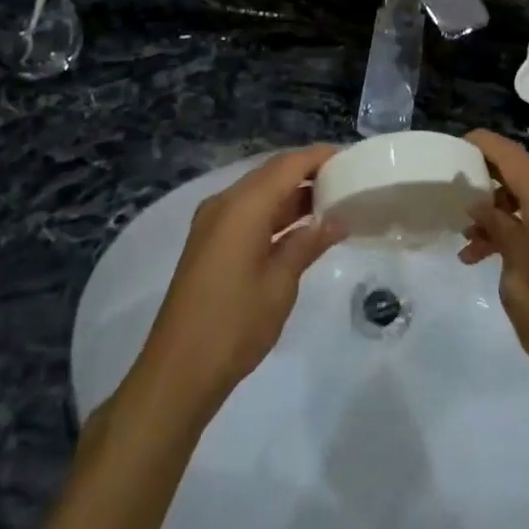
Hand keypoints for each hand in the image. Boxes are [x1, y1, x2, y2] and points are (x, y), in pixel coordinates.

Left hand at [136, 147, 345, 412]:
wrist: (178, 372)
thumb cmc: (234, 324)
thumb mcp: (280, 283)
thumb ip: (308, 244)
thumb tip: (336, 220)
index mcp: (242, 206)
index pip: (288, 165)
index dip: (319, 157)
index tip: (350, 157)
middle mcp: (224, 203)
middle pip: (271, 173)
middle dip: (307, 173)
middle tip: (345, 180)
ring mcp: (212, 223)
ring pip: (259, 193)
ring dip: (291, 194)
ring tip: (331, 202)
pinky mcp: (209, 243)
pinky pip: (247, 212)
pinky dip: (274, 213)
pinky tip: (300, 229)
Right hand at [460, 131, 528, 418]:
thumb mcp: (519, 285)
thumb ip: (501, 235)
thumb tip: (484, 206)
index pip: (512, 156)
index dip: (483, 145)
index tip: (454, 148)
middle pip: (523, 178)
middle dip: (488, 190)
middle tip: (455, 212)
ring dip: (504, 217)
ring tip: (470, 249)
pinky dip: (525, 230)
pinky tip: (501, 260)